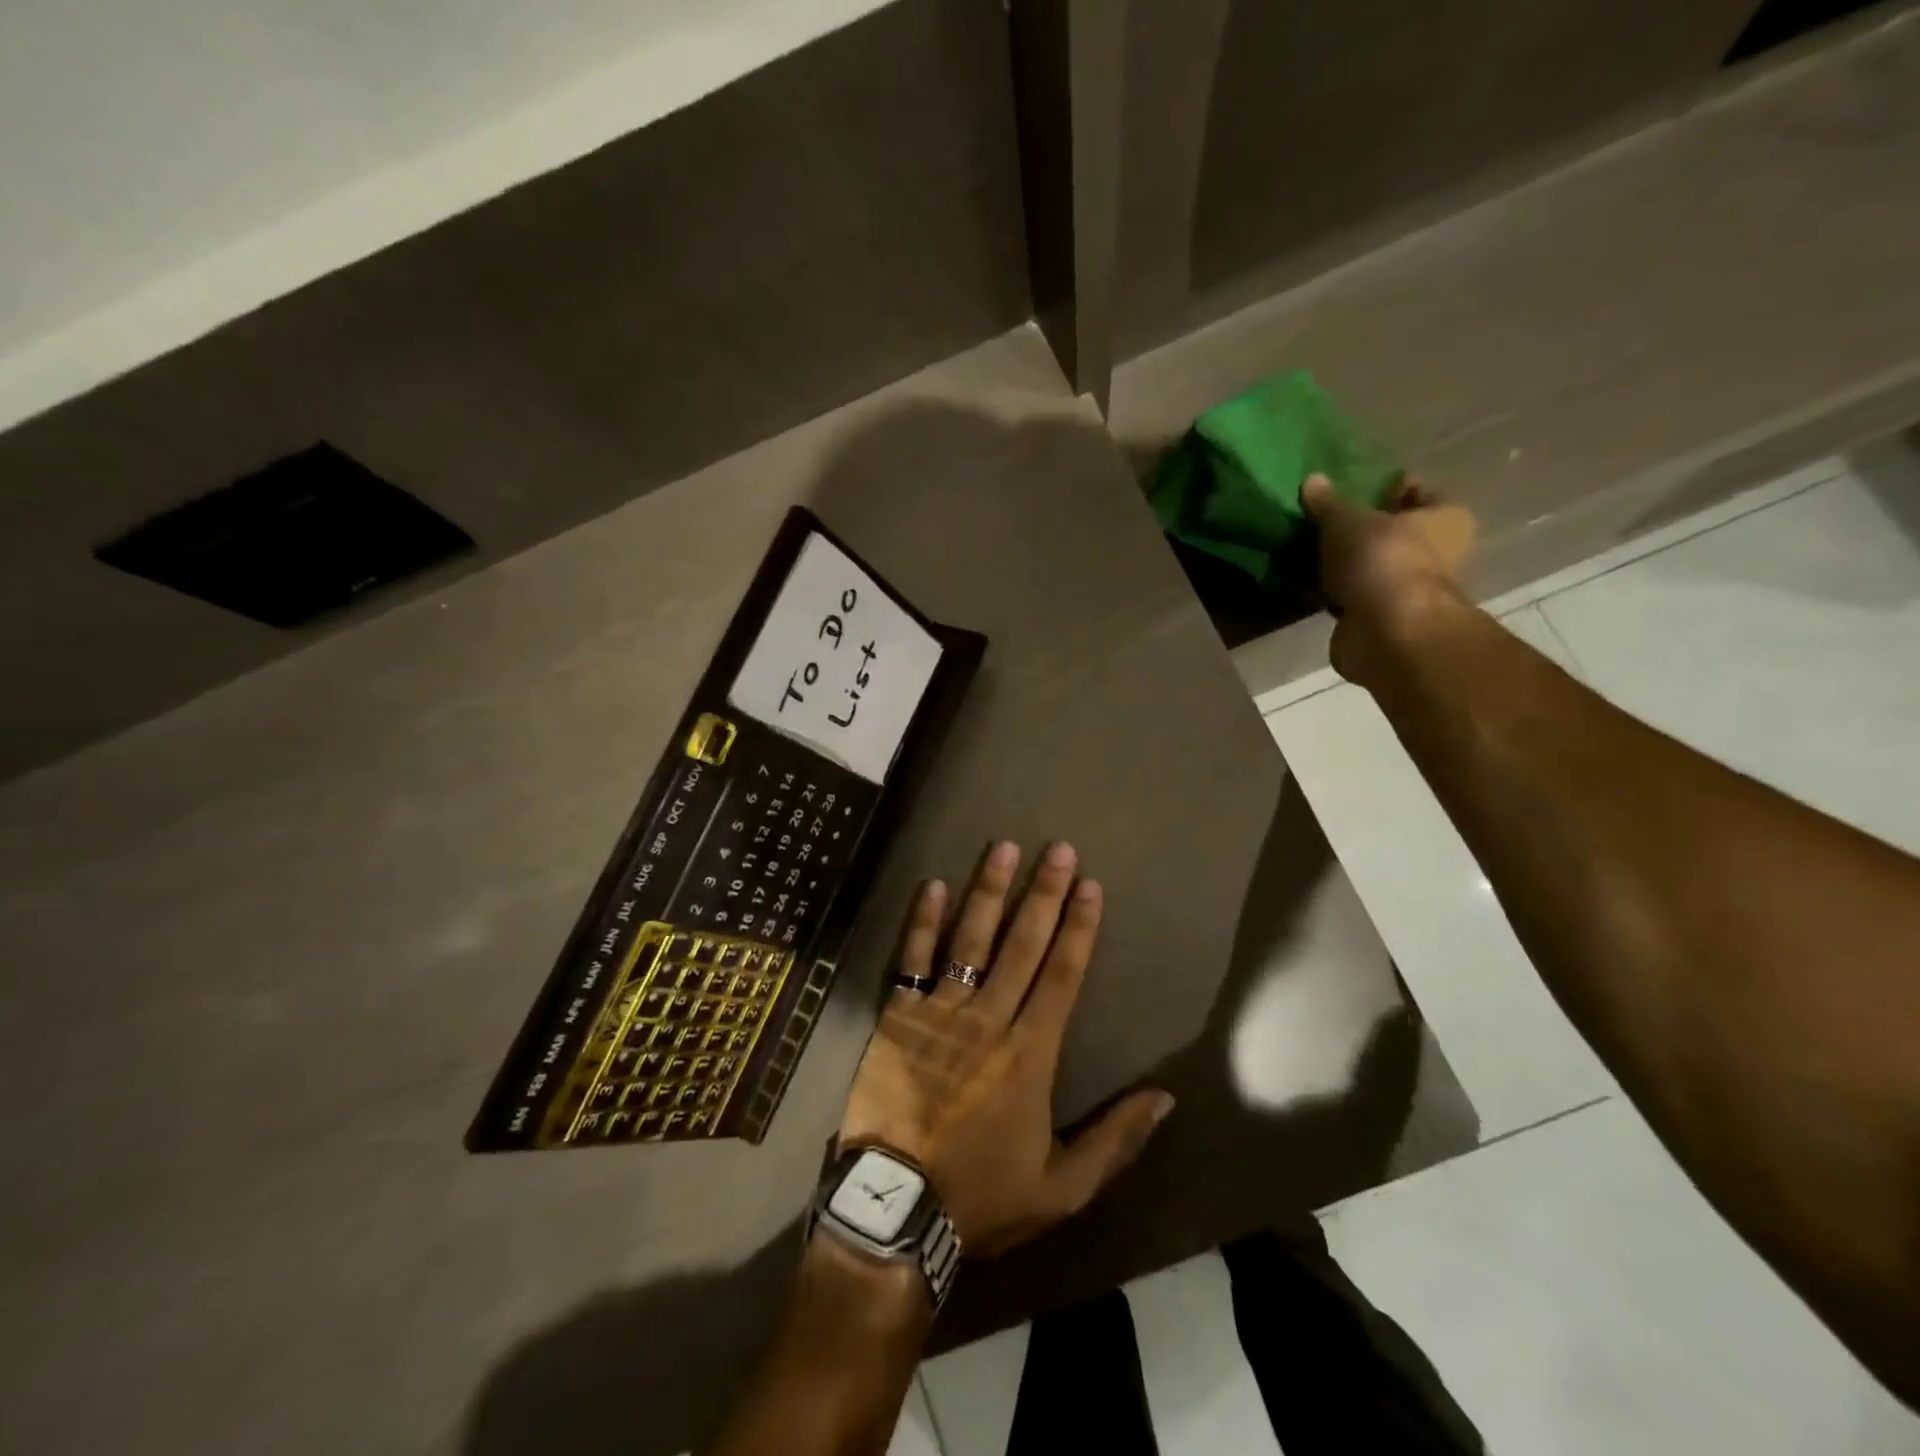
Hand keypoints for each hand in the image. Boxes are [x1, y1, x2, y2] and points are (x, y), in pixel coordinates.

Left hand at [837, 841, 1173, 1256]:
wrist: (895, 1207)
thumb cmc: (982, 1195)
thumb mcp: (1063, 1188)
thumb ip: (1116, 1140)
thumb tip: (1165, 1098)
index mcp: (1031, 1052)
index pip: (1063, 974)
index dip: (1079, 927)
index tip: (1090, 886)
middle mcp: (990, 1017)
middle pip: (1023, 944)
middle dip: (1044, 893)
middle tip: (1058, 849)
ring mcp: (941, 1012)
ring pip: (971, 939)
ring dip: (989, 891)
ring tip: (1003, 848)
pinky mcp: (899, 1016)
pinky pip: (912, 960)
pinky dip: (924, 922)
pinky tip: (935, 885)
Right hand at [1301, 473, 1477, 687]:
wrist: (1385, 632)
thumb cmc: (1382, 560)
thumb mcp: (1348, 520)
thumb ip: (1329, 501)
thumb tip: (1312, 479)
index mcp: (1447, 517)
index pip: (1416, 491)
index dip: (1383, 486)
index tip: (1347, 486)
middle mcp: (1436, 552)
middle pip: (1391, 531)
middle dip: (1358, 528)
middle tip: (1318, 518)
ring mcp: (1407, 588)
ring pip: (1369, 565)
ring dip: (1342, 561)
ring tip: (1305, 547)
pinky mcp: (1379, 618)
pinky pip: (1351, 594)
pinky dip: (1332, 590)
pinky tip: (1304, 580)